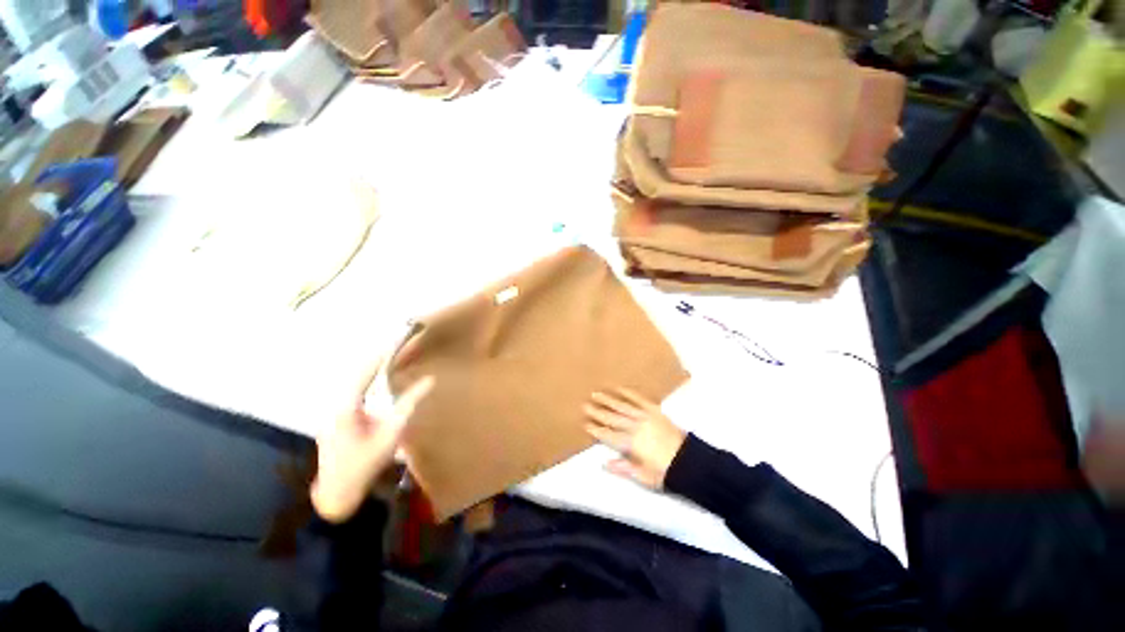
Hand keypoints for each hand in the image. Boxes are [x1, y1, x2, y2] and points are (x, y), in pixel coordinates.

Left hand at [311, 355, 433, 522]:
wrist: (337, 495)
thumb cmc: (366, 464)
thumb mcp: (392, 433)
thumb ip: (410, 403)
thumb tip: (429, 380)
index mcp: (346, 407)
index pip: (365, 373)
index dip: (380, 356)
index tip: (395, 341)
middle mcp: (335, 407)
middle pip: (356, 377)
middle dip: (375, 362)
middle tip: (394, 350)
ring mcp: (331, 415)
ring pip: (352, 387)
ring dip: (369, 373)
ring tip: (386, 362)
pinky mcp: (333, 423)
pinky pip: (351, 397)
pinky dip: (365, 386)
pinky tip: (374, 385)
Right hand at [583, 388, 686, 489]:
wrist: (689, 461)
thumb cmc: (665, 471)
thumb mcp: (643, 476)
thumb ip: (623, 468)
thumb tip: (605, 463)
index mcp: (631, 444)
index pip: (608, 435)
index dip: (596, 429)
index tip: (585, 423)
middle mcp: (635, 427)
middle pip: (612, 418)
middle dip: (597, 412)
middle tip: (585, 405)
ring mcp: (645, 416)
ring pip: (622, 406)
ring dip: (608, 400)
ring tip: (596, 394)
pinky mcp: (654, 410)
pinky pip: (639, 399)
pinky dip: (628, 393)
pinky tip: (619, 388)